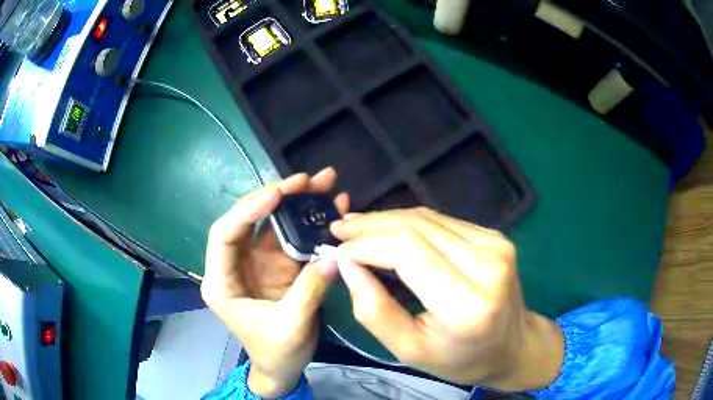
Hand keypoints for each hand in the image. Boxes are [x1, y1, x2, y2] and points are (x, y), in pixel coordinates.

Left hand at [202, 168, 348, 396]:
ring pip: (273, 224)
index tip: (276, 194)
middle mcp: (235, 265)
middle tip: (306, 180)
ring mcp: (258, 263)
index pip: (224, 235)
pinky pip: (293, 237)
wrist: (283, 368)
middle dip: (276, 197)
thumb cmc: (276, 353)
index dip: (247, 211)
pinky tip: (329, 206)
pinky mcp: (279, 266)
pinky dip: (309, 222)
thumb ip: (309, 290)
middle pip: (249, 221)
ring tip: (323, 183)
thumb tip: (335, 255)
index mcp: (221, 281)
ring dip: (296, 203)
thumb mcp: (290, 326)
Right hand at [330, 208, 563, 390]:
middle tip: (340, 228)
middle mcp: (487, 266)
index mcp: (466, 304)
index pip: (407, 251)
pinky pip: (443, 221)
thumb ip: (373, 310)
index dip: (366, 243)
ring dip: (386, 219)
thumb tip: (348, 264)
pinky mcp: (496, 236)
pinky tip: (389, 229)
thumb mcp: (409, 350)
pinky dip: (410, 223)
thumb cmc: (460, 358)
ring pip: (428, 217)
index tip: (337, 247)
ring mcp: (495, 245)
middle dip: (371, 225)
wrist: (514, 346)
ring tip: (356, 226)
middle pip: (416, 227)